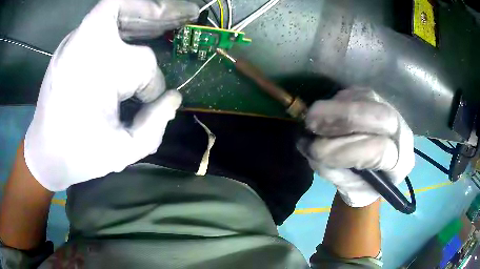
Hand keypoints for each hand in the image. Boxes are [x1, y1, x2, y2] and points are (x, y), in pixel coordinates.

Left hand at [24, 0, 198, 190]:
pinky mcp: (69, 45)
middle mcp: (84, 43)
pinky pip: (101, 20)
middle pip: (131, 11)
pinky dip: (124, 19)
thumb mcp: (123, 151)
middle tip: (190, 13)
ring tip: (169, 17)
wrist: (44, 155)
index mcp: (98, 68)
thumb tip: (173, 98)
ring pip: (115, 8)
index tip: (149, 102)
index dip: (151, 84)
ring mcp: (74, 41)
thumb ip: (155, 125)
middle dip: (165, 12)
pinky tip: (137, 29)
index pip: (142, 63)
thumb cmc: (79, 155)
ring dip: (145, 12)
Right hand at [298, 88, 414, 206]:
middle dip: (344, 117)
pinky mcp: (378, 100)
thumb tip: (311, 146)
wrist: (374, 173)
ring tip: (314, 117)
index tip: (315, 150)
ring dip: (337, 107)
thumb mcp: (349, 190)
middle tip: (312, 122)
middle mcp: (402, 134)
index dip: (347, 150)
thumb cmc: (362, 187)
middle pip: (381, 116)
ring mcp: (392, 111)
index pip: (380, 151)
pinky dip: (338, 100)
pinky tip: (326, 110)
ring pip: (369, 99)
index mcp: (400, 164)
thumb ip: (333, 170)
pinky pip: (358, 92)